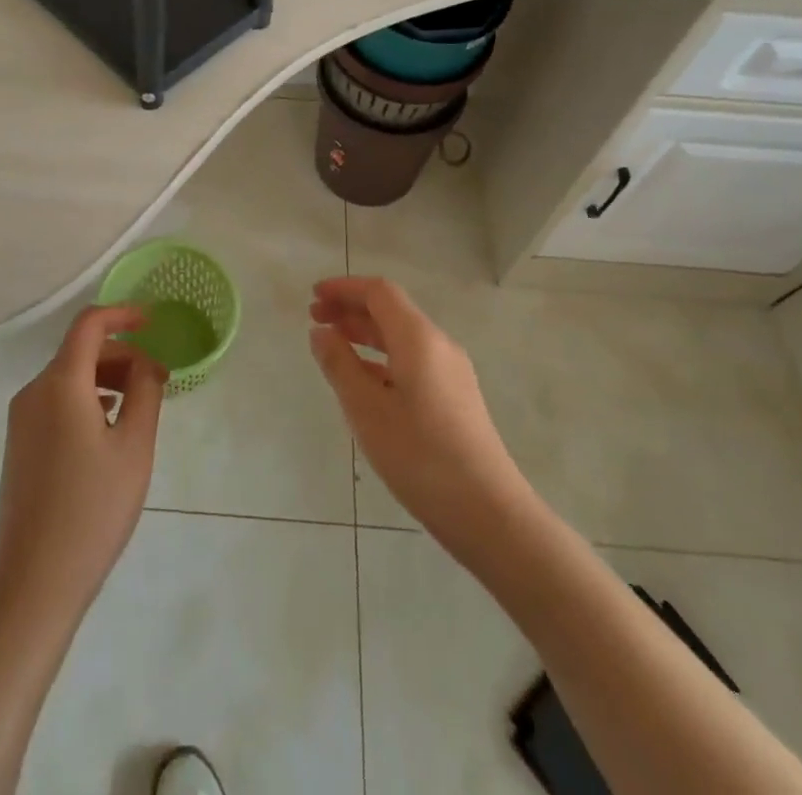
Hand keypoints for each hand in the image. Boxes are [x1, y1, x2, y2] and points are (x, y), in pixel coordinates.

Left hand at [0, 305, 166, 624]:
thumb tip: (145, 364)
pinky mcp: (19, 445)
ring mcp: (21, 419)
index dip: (123, 314)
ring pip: (68, 377)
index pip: (89, 324)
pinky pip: (56, 402)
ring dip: (106, 378)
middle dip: (121, 354)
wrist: (33, 582)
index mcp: (61, 384)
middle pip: (80, 351)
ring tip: (139, 407)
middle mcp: (34, 392)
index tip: (153, 323)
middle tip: (158, 380)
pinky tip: (108, 430)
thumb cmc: (92, 509)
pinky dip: (86, 399)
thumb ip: (145, 392)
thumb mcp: (134, 447)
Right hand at [309, 276, 528, 554]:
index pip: (379, 292)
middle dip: (351, 309)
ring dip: (366, 333)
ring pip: (402, 337)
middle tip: (315, 318)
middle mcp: (439, 345)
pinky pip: (413, 360)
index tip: (313, 296)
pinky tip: (365, 381)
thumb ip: (340, 365)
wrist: (488, 512)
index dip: (344, 288)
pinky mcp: (456, 397)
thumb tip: (321, 331)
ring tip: (333, 345)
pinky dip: (383, 358)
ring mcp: (452, 372)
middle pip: (391, 311)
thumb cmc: (420, 456)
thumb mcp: (367, 410)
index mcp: (419, 338)